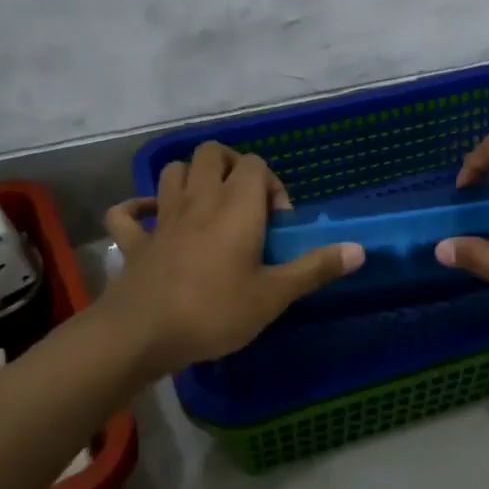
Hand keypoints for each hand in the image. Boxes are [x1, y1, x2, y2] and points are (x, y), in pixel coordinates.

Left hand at [101, 142, 363, 373]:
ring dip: (192, 177)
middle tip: (246, 202)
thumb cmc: (214, 311)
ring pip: (174, 172)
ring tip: (208, 205)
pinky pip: (127, 212)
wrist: (141, 334)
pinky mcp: (135, 241)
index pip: (256, 165)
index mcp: (236, 206)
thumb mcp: (274, 296)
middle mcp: (199, 200)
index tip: (278, 223)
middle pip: (212, 154)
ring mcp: (162, 218)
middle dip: (232, 166)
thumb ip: (315, 269)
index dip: (272, 184)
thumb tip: (360, 250)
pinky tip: (149, 217)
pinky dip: (138, 208)